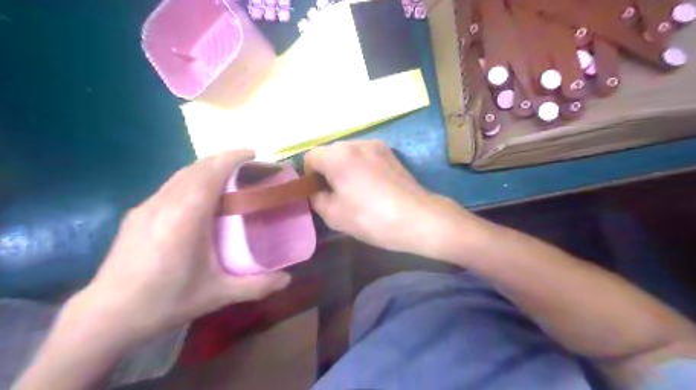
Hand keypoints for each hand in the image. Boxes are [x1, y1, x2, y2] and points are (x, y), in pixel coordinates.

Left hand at [76, 151, 290, 342]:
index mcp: (185, 217)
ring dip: (206, 167)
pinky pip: (170, 186)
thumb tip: (287, 279)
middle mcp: (164, 204)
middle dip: (223, 159)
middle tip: (247, 163)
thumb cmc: (166, 301)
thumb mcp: (217, 294)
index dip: (232, 158)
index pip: (210, 173)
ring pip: (181, 174)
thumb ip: (256, 286)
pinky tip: (199, 195)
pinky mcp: (137, 215)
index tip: (253, 153)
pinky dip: (191, 179)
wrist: (106, 316)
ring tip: (227, 174)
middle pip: (196, 168)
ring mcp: (147, 207)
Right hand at [306, 142, 484, 259]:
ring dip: (345, 168)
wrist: (417, 218)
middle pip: (330, 152)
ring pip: (349, 153)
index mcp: (338, 155)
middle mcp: (356, 143)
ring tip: (356, 190)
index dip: (309, 176)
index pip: (310, 157)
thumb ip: (316, 198)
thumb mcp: (333, 215)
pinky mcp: (391, 153)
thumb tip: (317, 191)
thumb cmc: (371, 218)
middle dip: (327, 171)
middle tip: (336, 194)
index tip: (319, 193)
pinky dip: (361, 167)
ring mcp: (377, 146)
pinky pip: (366, 156)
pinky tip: (372, 186)